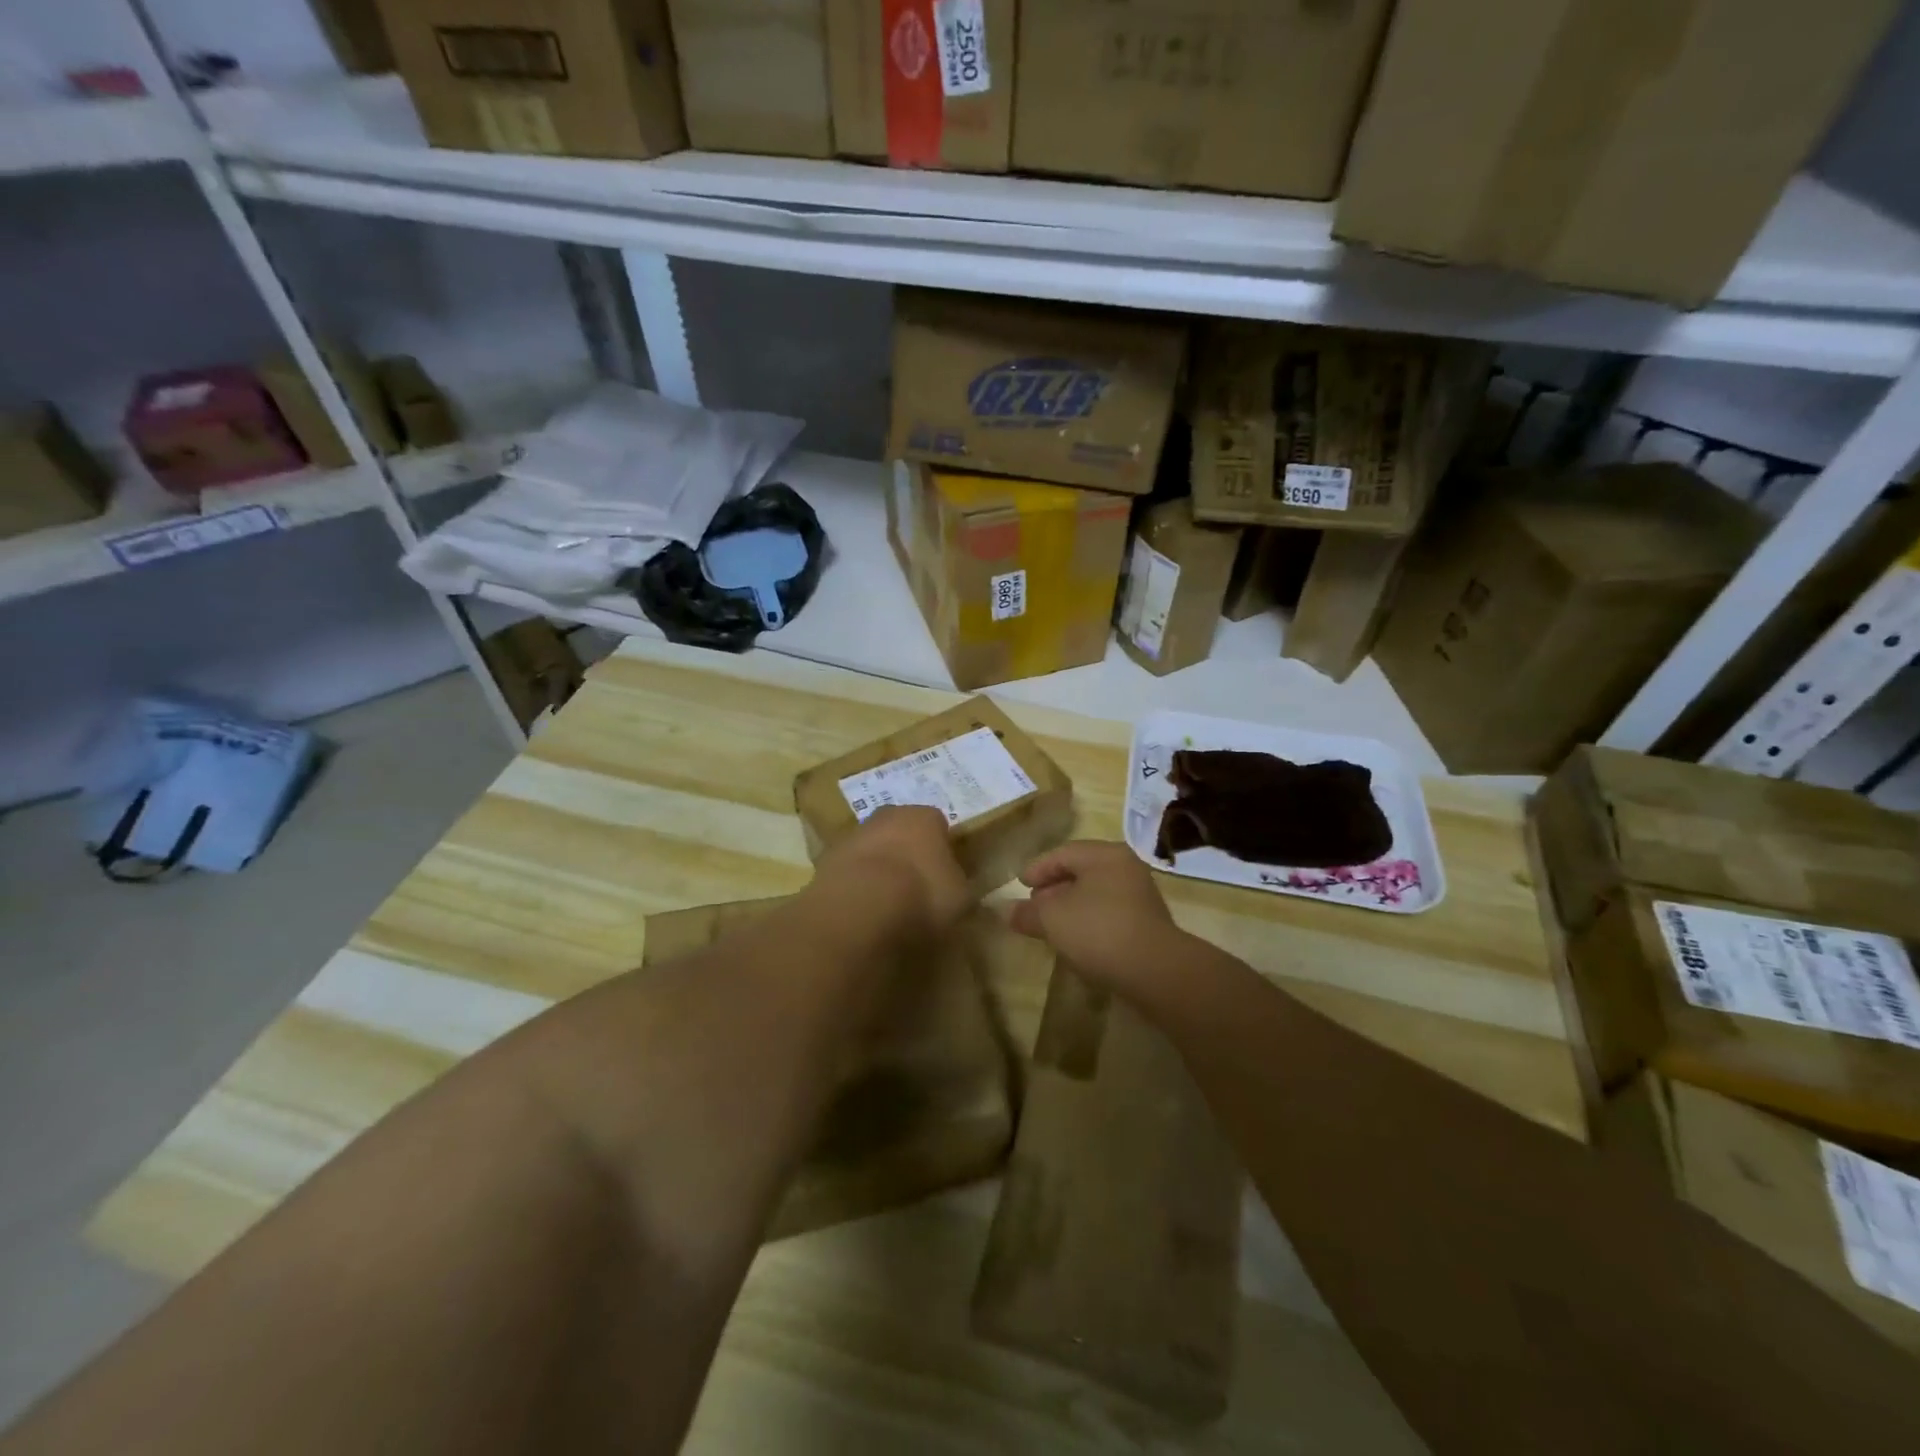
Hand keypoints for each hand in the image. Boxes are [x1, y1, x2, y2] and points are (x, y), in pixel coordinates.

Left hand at [811, 806, 972, 938]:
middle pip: (901, 830)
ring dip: (878, 869)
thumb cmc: (922, 896)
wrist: (859, 909)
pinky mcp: (825, 862)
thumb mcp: (961, 898)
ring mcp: (852, 836)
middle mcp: (887, 816)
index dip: (943, 849)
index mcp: (925, 817)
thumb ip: (961, 888)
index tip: (945, 874)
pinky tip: (862, 912)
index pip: (939, 825)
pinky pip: (849, 873)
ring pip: (872, 849)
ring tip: (886, 905)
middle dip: (907, 852)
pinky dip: (855, 887)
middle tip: (915, 886)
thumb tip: (960, 890)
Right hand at [1010, 841, 1184, 990]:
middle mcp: (1126, 867)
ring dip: (1071, 906)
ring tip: (1051, 925)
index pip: (1064, 853)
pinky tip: (1076, 939)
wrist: (1155, 970)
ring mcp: (1140, 895)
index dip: (1038, 868)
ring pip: (1096, 893)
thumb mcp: (1052, 919)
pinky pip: (1109, 913)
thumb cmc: (1098, 930)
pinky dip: (1089, 920)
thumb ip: (1027, 912)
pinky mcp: (1147, 923)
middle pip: (1082, 871)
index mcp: (1105, 855)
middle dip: (1054, 887)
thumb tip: (1005, 910)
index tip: (1020, 885)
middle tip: (1033, 904)